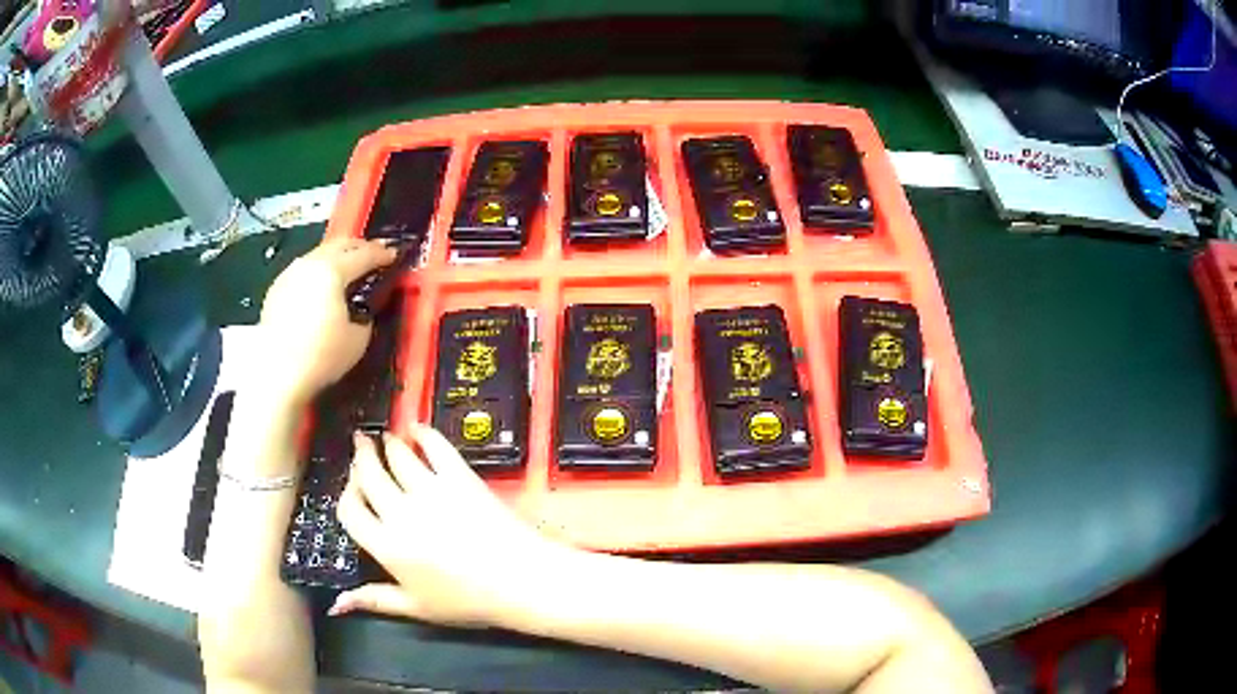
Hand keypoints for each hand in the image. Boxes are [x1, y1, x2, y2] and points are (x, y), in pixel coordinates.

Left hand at [254, 238, 396, 407]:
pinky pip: (303, 270)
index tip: (393, 255)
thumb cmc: (321, 355)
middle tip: (373, 253)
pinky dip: (317, 272)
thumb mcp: (358, 339)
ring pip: (319, 254)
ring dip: (336, 257)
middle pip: (339, 245)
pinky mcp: (276, 289)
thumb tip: (361, 311)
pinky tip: (320, 287)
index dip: (382, 254)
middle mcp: (310, 263)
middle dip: (359, 246)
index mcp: (332, 270)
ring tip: (347, 268)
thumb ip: (364, 316)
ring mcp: (290, 273)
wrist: (276, 373)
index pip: (364, 255)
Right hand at [333, 424, 567, 627]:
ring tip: (384, 436)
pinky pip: (435, 446)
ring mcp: (430, 491)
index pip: (350, 510)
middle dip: (361, 457)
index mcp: (386, 547)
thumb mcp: (416, 607)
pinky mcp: (460, 477)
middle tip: (360, 444)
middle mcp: (401, 513)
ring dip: (388, 443)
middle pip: (369, 475)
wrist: (520, 581)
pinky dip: (423, 433)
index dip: (346, 495)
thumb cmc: (467, 601)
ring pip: (397, 456)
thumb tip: (335, 604)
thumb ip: (374, 600)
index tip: (351, 487)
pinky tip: (417, 427)